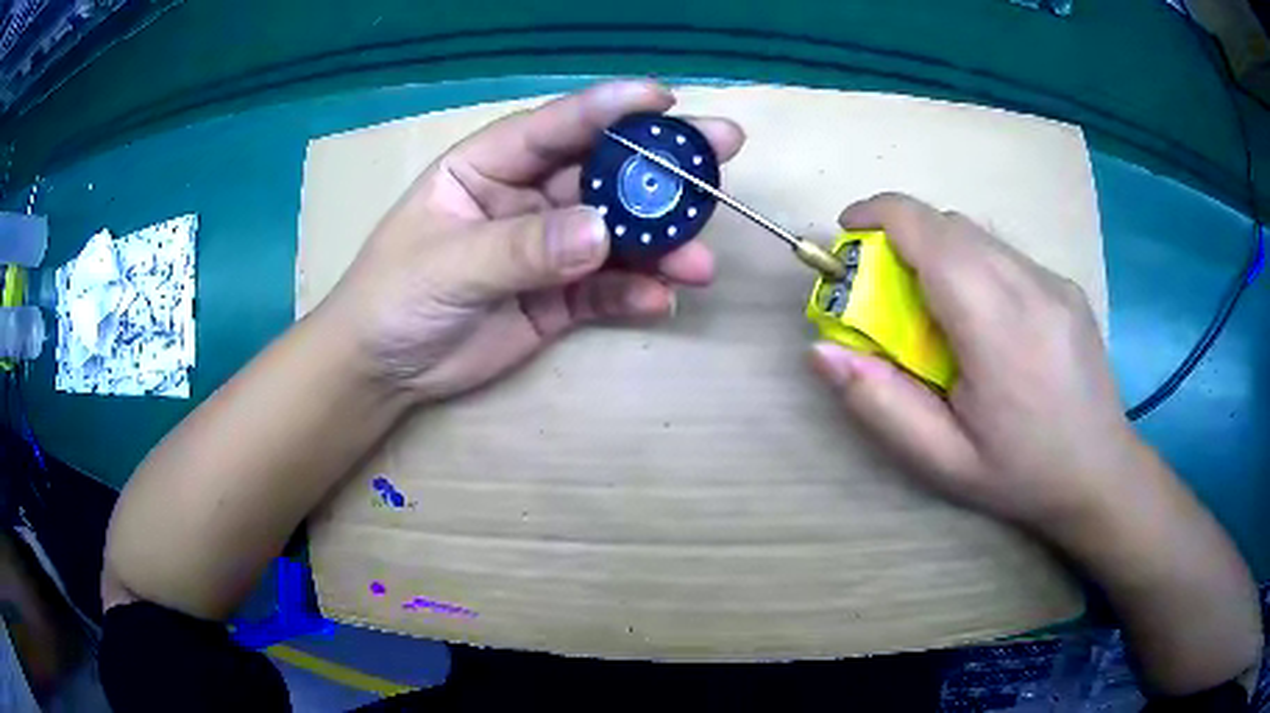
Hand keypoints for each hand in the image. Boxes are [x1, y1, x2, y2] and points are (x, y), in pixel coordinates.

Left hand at [321, 80, 744, 401]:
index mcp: (489, 164)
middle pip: (603, 171)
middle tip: (725, 150)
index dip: (610, 107)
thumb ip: (522, 247)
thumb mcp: (448, 264)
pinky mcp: (559, 296)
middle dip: (662, 165)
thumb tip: (601, 232)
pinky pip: (606, 289)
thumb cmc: (394, 297)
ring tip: (700, 262)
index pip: (555, 125)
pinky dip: (635, 293)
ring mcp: (548, 247)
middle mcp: (527, 195)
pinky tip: (661, 301)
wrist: (384, 370)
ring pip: (616, 233)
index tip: (666, 99)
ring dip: (661, 244)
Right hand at [808, 193, 1140, 539]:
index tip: (847, 233)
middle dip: (903, 237)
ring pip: (979, 235)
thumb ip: (880, 403)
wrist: (1101, 474)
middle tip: (885, 289)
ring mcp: (1055, 281)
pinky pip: (1005, 255)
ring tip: (936, 311)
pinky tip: (984, 321)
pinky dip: (975, 266)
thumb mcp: (942, 460)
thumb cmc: (1020, 475)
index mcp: (999, 328)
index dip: (878, 214)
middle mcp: (1031, 286)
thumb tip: (821, 351)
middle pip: (951, 225)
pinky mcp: (1066, 285)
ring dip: (940, 252)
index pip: (931, 233)